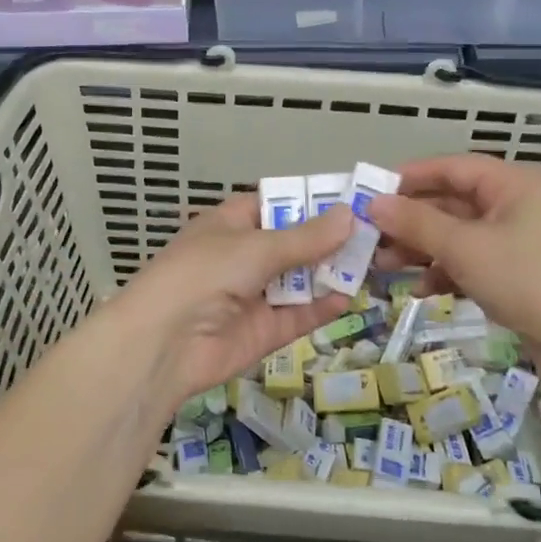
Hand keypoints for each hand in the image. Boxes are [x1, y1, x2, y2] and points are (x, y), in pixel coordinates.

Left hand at [111, 194, 352, 418]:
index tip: (352, 198)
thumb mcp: (256, 247)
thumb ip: (305, 238)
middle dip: (330, 239)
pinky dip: (324, 306)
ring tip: (375, 261)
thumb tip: (349, 215)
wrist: (164, 343)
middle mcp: (245, 256)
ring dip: (332, 272)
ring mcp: (255, 295)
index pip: (276, 204)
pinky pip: (300, 315)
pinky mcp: (265, 331)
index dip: (310, 201)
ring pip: (301, 280)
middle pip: (295, 243)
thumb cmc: (204, 274)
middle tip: (376, 232)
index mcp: (232, 224)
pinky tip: (351, 296)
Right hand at [367, 154, 540, 363]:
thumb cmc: (524, 278)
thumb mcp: (463, 246)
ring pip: (457, 236)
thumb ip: (416, 223)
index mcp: (511, 185)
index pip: (452, 168)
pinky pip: (470, 263)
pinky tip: (421, 291)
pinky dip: (444, 272)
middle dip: (410, 221)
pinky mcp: (515, 275)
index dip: (410, 177)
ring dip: (421, 249)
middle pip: (451, 203)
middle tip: (371, 236)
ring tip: (385, 266)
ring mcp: (516, 242)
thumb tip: (373, 204)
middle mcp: (515, 206)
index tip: (372, 192)